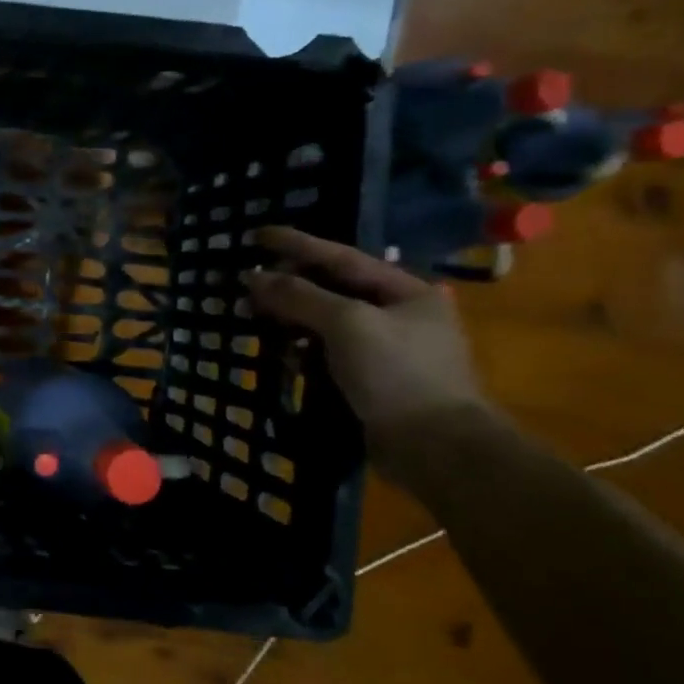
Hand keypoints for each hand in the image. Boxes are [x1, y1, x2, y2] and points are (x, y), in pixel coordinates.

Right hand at [243, 227, 489, 465]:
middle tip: (247, 282)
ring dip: (290, 319)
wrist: (436, 448)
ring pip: (325, 323)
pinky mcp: (370, 380)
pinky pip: (327, 353)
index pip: (340, 257)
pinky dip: (302, 351)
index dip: (296, 244)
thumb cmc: (397, 373)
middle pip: (331, 289)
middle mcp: (397, 314)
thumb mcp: (347, 324)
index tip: (256, 234)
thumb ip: (300, 295)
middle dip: (288, 285)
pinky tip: (281, 355)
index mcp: (405, 291)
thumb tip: (254, 277)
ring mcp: (384, 349)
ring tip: (254, 316)